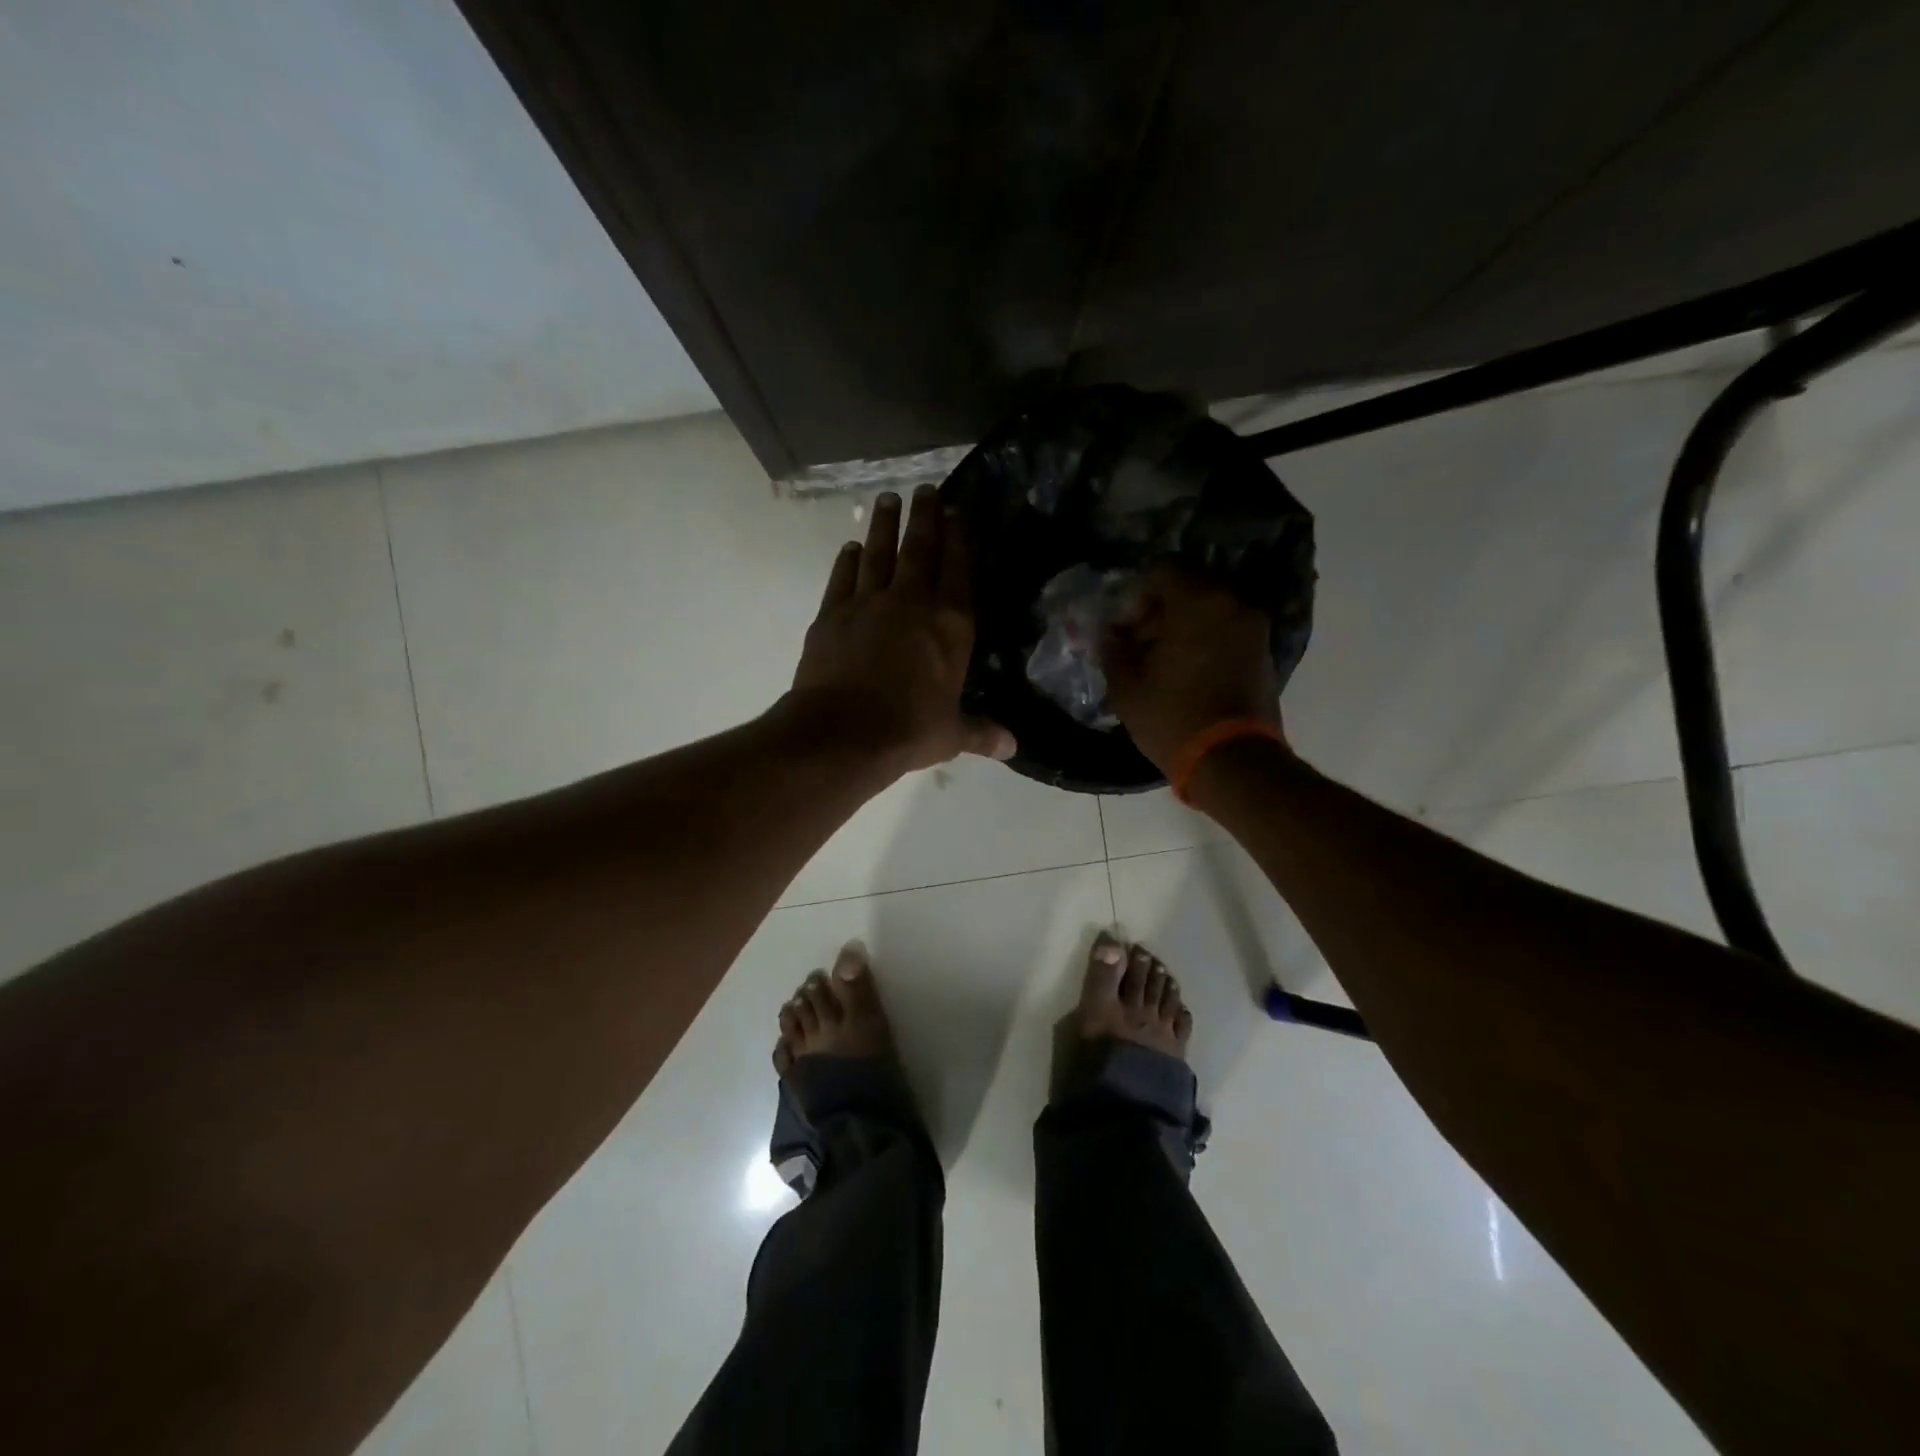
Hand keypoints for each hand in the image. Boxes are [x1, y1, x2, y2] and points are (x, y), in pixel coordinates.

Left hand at [787, 485, 1015, 777]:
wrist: (843, 732)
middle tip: (925, 489)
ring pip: (879, 553)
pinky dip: (848, 560)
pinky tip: (852, 547)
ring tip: (887, 499)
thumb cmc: (909, 730)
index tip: (958, 511)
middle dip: (925, 517)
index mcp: (950, 626)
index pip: (959, 570)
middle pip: (919, 549)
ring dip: (885, 525)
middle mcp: (911, 603)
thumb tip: (1013, 747)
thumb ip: (981, 732)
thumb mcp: (952, 734)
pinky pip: (843, 577)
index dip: (960, 538)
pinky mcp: (832, 614)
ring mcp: (868, 604)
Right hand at [1104, 564, 1285, 775]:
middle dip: (1159, 610)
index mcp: (1199, 602)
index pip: (1163, 570)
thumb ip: (1113, 649)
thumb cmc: (1173, 718)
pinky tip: (1185, 672)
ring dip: (1182, 627)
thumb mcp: (1126, 686)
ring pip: (1209, 610)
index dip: (1137, 594)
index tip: (1124, 625)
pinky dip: (1204, 641)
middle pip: (1189, 588)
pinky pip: (1226, 631)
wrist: (1233, 762)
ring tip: (1160, 662)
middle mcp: (1233, 605)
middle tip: (1138, 643)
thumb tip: (1109, 633)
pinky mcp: (1263, 654)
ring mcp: (1253, 629)